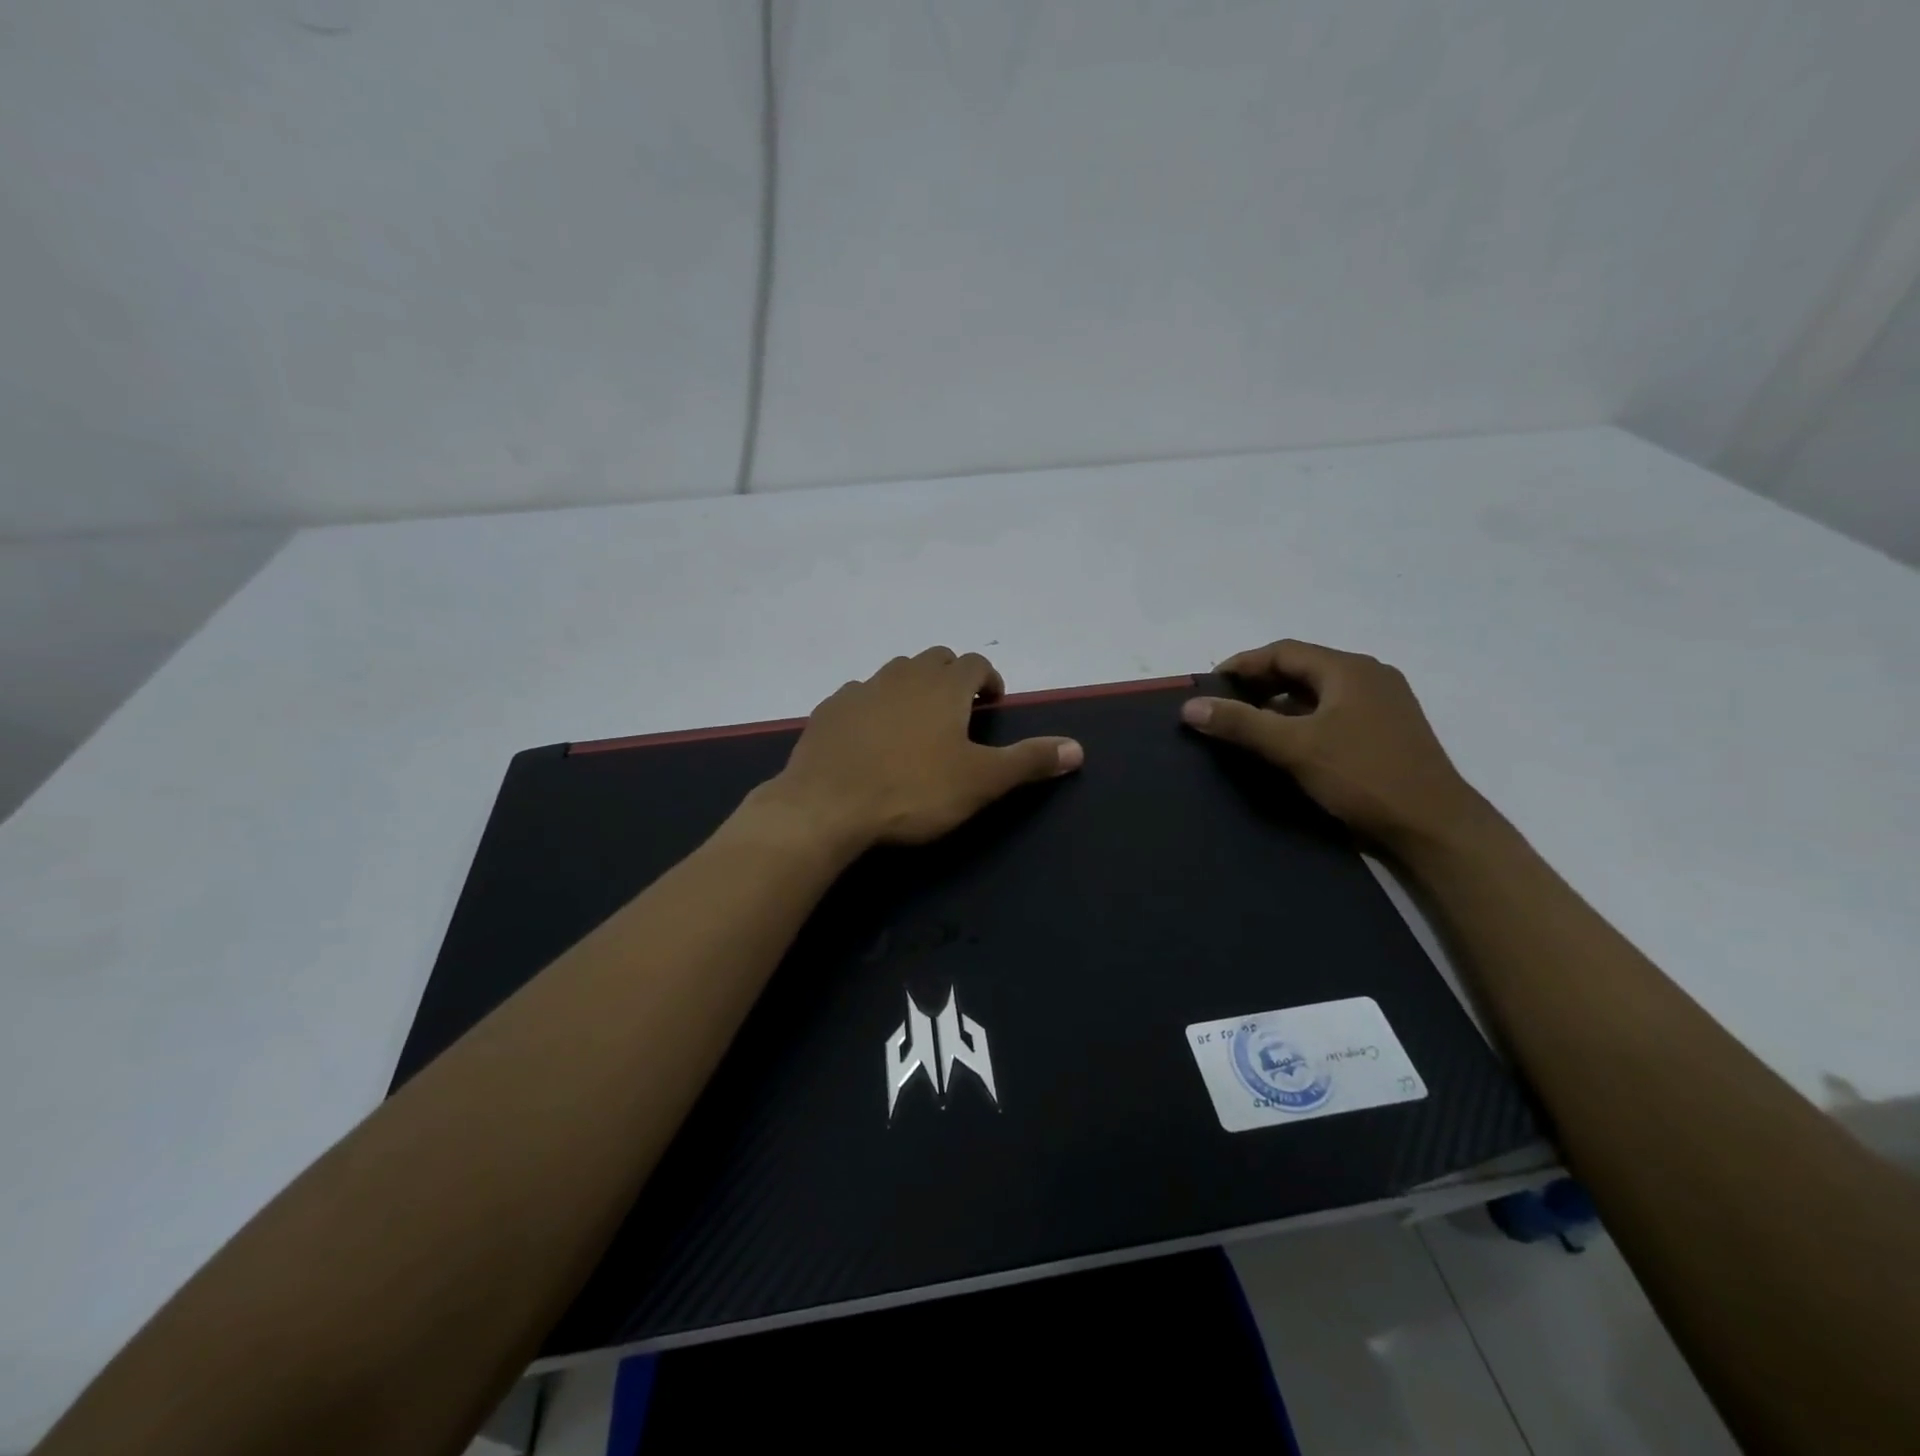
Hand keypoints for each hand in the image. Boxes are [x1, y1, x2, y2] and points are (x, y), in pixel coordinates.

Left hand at [752, 647, 1083, 851]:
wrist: (826, 807)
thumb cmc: (913, 792)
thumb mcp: (981, 781)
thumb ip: (1029, 761)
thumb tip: (1078, 748)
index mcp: (943, 687)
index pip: (974, 663)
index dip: (989, 679)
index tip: (992, 703)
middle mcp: (902, 676)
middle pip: (935, 659)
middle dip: (952, 677)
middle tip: (959, 712)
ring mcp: (860, 690)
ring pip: (894, 673)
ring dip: (913, 688)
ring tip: (917, 724)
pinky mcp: (828, 710)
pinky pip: (859, 696)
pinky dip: (874, 706)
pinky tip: (871, 737)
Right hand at [1180, 639, 1488, 853]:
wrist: (1434, 826)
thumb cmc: (1363, 776)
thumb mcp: (1294, 747)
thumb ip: (1241, 724)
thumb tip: (1191, 708)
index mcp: (1349, 669)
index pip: (1284, 651)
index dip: (1243, 664)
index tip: (1211, 685)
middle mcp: (1369, 677)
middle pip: (1302, 668)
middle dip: (1259, 683)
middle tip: (1224, 705)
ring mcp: (1383, 704)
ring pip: (1318, 692)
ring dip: (1280, 703)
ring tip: (1247, 725)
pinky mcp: (1387, 730)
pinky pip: (1334, 712)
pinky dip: (1303, 720)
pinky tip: (1286, 743)